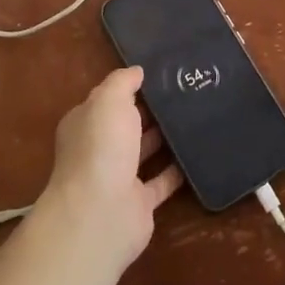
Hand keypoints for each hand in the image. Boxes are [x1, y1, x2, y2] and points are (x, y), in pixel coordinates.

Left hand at [37, 67, 183, 272]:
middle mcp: (100, 150)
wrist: (101, 213)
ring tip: (197, 116)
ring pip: (145, 152)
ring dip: (165, 137)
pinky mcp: (140, 203)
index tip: (161, 73)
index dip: (130, 87)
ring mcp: (119, 178)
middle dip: (151, 111)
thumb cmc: (101, 148)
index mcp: (86, 124)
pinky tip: (199, 152)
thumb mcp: (109, 100)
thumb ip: (122, 82)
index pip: (107, 101)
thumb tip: (137, 71)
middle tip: (186, 91)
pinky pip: (162, 181)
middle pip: (127, 125)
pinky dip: (177, 169)